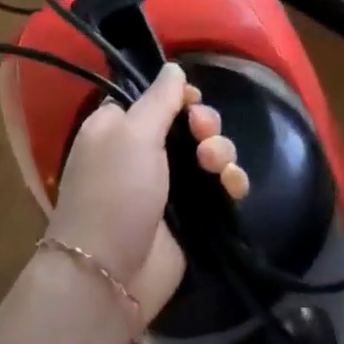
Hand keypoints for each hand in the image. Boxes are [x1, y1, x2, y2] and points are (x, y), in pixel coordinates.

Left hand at [46, 63, 248, 323]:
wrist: (110, 276)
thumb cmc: (114, 193)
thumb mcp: (133, 134)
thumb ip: (159, 98)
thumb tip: (173, 67)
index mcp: (119, 127)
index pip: (155, 97)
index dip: (178, 95)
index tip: (190, 99)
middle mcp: (143, 151)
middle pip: (188, 122)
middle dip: (205, 123)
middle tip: (202, 133)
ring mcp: (168, 185)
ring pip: (209, 151)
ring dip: (220, 150)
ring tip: (215, 165)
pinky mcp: (192, 215)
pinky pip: (220, 186)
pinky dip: (230, 181)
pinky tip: (233, 186)